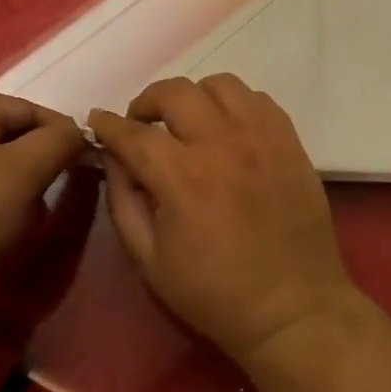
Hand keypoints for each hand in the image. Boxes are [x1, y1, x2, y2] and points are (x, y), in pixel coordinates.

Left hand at [0, 90, 86, 291]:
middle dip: (36, 162)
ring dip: (12, 183)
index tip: (84, 166)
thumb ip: (58, 142)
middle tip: (53, 193)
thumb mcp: (23, 174)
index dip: (63, 135)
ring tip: (24, 217)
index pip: (30, 109)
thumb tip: (77, 131)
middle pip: (5, 133)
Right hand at [88, 75, 358, 366]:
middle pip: (175, 92)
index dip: (108, 124)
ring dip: (194, 97)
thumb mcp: (149, 259)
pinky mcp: (290, 141)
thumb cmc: (214, 292)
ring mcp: (262, 138)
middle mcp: (222, 143)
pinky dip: (235, 105)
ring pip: (221, 84)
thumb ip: (124, 201)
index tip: (97, 121)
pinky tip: (229, 129)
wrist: (292, 307)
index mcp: (182, 177)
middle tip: (142, 125)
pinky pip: (258, 99)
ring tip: (189, 122)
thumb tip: (114, 158)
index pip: (133, 132)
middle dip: (147, 102)